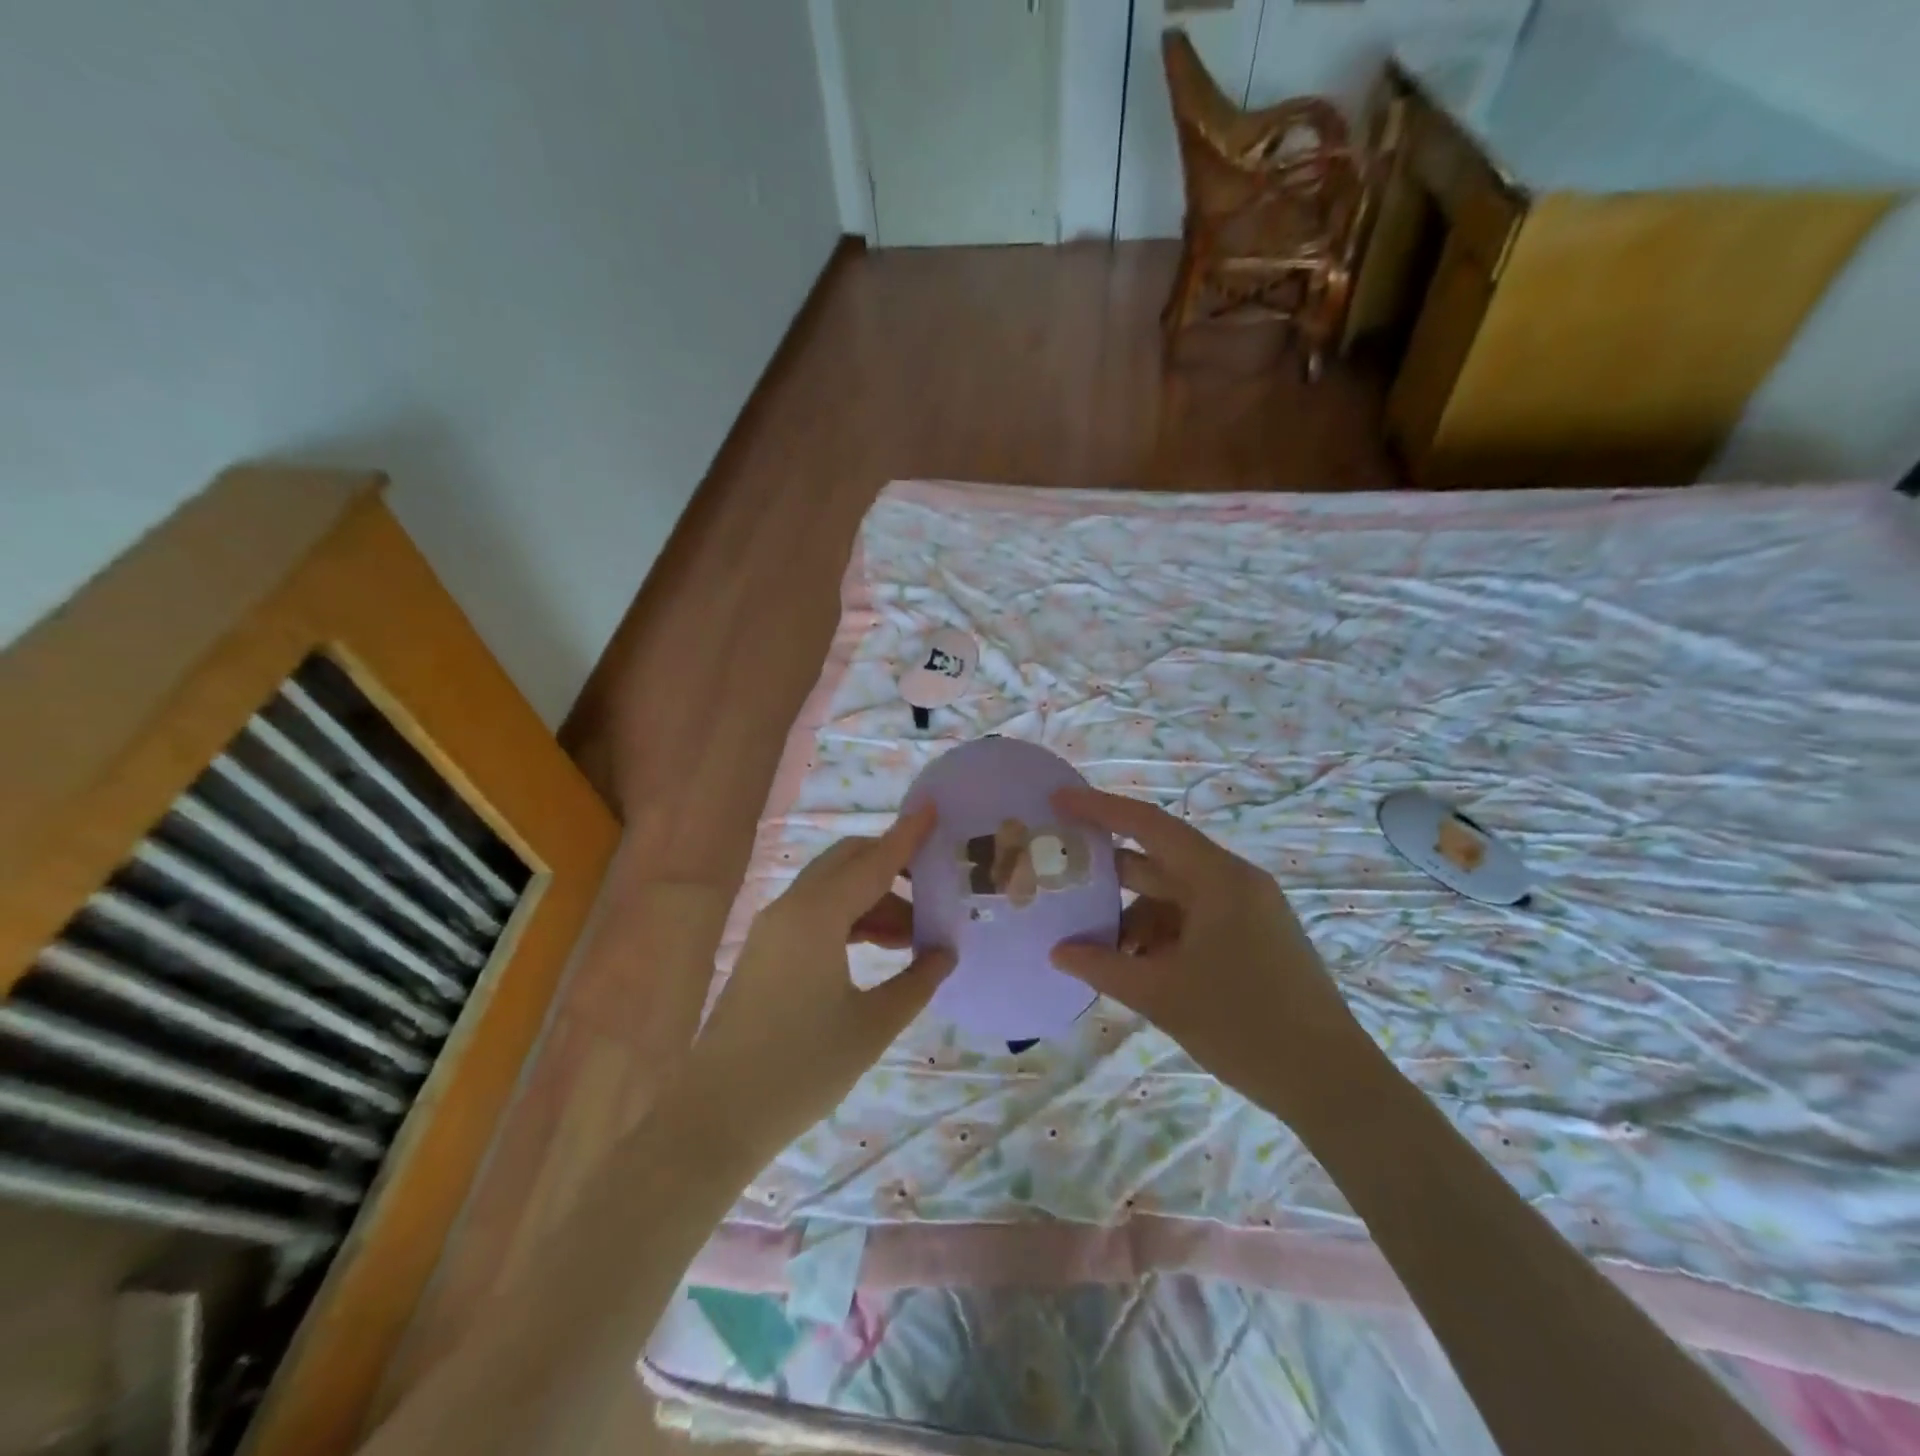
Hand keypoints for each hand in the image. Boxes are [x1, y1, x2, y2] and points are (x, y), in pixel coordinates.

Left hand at [686, 807, 955, 1154]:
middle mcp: (792, 908)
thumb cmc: (801, 1069)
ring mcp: (773, 927)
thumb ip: (916, 981)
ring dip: (873, 898)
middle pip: (848, 862)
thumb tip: (946, 952)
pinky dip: (850, 917)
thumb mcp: (871, 1026)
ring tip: (914, 935)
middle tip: (933, 889)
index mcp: (818, 917)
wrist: (716, 1115)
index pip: (874, 861)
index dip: (907, 836)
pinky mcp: (766, 948)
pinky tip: (878, 946)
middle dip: (891, 866)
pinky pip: (816, 912)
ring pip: (832, 888)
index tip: (934, 809)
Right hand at [1049, 787, 1374, 1122]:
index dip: (1100, 809)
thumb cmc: (1245, 1027)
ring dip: (1134, 917)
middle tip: (1061, 876)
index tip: (1059, 800)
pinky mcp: (1252, 938)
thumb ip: (1103, 967)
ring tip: (1098, 949)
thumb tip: (1058, 952)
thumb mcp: (1163, 995)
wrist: (1331, 1084)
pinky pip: (1193, 921)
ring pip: (1173, 897)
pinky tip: (1136, 968)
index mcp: (1219, 880)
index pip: (1150, 826)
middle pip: (1159, 861)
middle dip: (1110, 873)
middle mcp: (1234, 883)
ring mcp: (1247, 911)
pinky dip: (1160, 936)